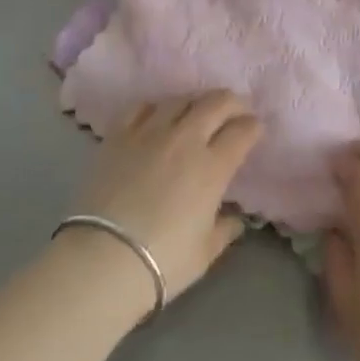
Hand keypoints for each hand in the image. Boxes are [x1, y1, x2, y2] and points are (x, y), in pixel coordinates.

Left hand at [67, 92, 262, 304]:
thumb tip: (235, 218)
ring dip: (196, 102)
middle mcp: (185, 139)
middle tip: (236, 110)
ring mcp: (150, 133)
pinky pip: (142, 107)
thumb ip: (225, 229)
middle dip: (232, 102)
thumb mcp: (205, 251)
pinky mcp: (119, 135)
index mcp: (213, 166)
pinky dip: (157, 108)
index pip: (242, 131)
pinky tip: (158, 116)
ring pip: (180, 99)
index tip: (256, 129)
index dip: (254, 126)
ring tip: (198, 111)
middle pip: (216, 103)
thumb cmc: (163, 261)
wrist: (103, 258)